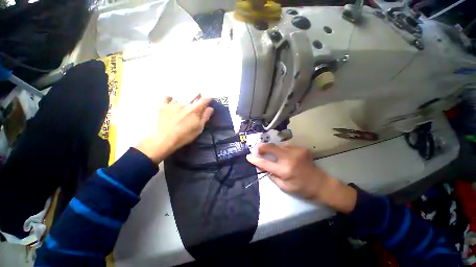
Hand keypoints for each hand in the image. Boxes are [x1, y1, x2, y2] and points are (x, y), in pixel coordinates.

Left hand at [136, 95, 213, 163]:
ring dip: (185, 99)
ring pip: (182, 97)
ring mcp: (173, 104)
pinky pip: (168, 98)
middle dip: (197, 96)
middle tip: (198, 98)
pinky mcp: (164, 106)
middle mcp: (185, 104)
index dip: (208, 99)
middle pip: (193, 95)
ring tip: (185, 103)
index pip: (204, 100)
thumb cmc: (185, 135)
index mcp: (195, 109)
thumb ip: (205, 117)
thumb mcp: (199, 128)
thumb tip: (210, 108)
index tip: (210, 98)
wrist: (166, 138)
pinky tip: (172, 102)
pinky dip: (171, 99)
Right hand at [246, 143, 356, 212]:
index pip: (265, 163)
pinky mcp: (302, 148)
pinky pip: (287, 146)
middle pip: (271, 147)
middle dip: (262, 147)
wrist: (321, 183)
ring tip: (277, 156)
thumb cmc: (301, 188)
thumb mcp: (284, 186)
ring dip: (274, 150)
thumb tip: (261, 165)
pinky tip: (288, 156)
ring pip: (279, 145)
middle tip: (258, 149)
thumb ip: (271, 175)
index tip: (248, 156)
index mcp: (284, 170)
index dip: (255, 159)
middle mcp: (289, 158)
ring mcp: (296, 151)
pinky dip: (284, 150)